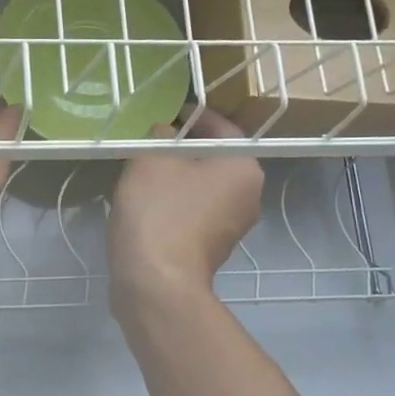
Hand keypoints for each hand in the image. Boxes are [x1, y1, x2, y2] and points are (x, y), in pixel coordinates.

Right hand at [109, 108, 263, 314]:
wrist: (156, 283)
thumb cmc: (159, 212)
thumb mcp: (151, 159)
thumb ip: (160, 136)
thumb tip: (164, 133)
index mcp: (244, 168)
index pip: (223, 128)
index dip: (194, 116)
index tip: (168, 112)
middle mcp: (249, 196)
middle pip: (216, 159)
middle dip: (185, 147)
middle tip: (152, 139)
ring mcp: (232, 227)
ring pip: (204, 187)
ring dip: (179, 176)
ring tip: (145, 169)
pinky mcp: (212, 249)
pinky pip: (195, 212)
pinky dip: (176, 203)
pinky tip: (148, 202)